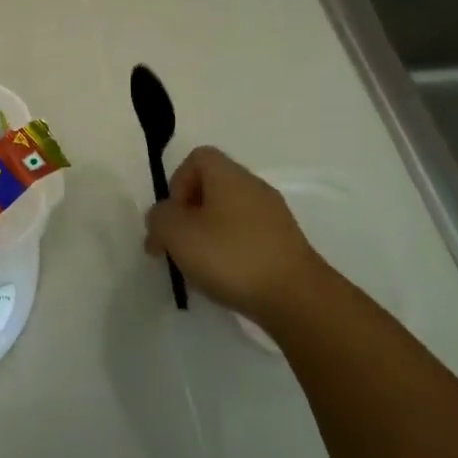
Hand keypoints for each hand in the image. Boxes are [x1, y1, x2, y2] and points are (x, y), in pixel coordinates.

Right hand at [143, 147, 325, 326]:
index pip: (197, 158)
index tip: (173, 216)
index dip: (177, 182)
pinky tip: (226, 279)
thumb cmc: (231, 256)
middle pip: (211, 187)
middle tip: (177, 247)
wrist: (297, 299)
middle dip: (188, 215)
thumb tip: (164, 217)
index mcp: (228, 175)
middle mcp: (253, 187)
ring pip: (228, 214)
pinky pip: (248, 236)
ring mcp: (274, 216)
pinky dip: (231, 251)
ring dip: (208, 235)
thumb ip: (159, 218)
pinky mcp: (285, 244)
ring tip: (199, 268)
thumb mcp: (177, 233)